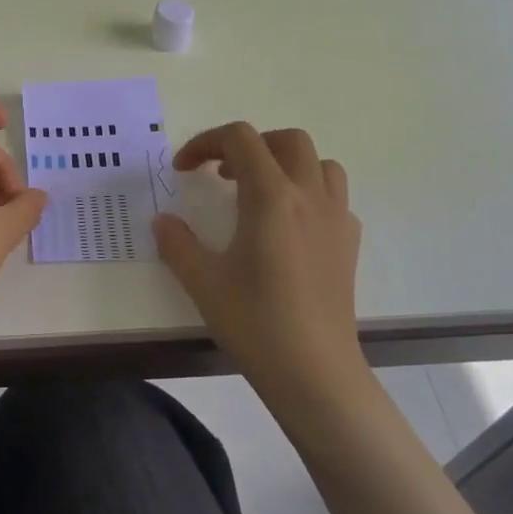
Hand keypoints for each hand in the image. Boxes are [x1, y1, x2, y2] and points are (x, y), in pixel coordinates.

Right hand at [153, 122, 366, 413]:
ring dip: (286, 163)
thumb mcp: (202, 282)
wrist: (316, 374)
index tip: (183, 170)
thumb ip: (177, 243)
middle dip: (250, 146)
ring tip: (258, 192)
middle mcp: (309, 197)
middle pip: (287, 140)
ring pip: (319, 163)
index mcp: (271, 197)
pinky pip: (333, 196)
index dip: (205, 143)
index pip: (240, 139)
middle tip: (221, 175)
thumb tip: (163, 221)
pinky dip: (308, 192)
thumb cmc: (256, 323)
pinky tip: (287, 225)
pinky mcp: (349, 243)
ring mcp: (336, 219)